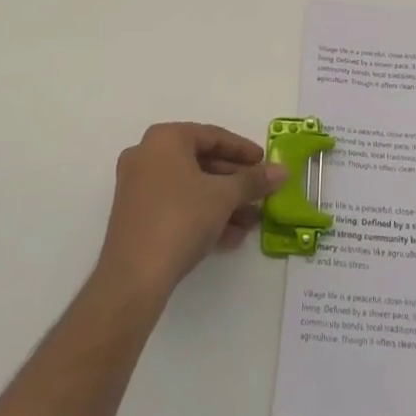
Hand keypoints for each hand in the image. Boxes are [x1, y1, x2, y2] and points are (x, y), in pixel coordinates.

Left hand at [96, 122, 285, 305]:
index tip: (265, 163)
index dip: (243, 150)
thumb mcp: (224, 197)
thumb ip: (253, 180)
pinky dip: (202, 215)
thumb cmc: (180, 219)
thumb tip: (282, 171)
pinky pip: (176, 205)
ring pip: (190, 187)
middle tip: (260, 194)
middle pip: (201, 162)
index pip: (213, 136)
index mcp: (164, 138)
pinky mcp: (135, 216)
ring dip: (223, 202)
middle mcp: (147, 154)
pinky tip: (229, 237)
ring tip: (251, 222)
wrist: (133, 278)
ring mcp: (137, 186)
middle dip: (235, 182)